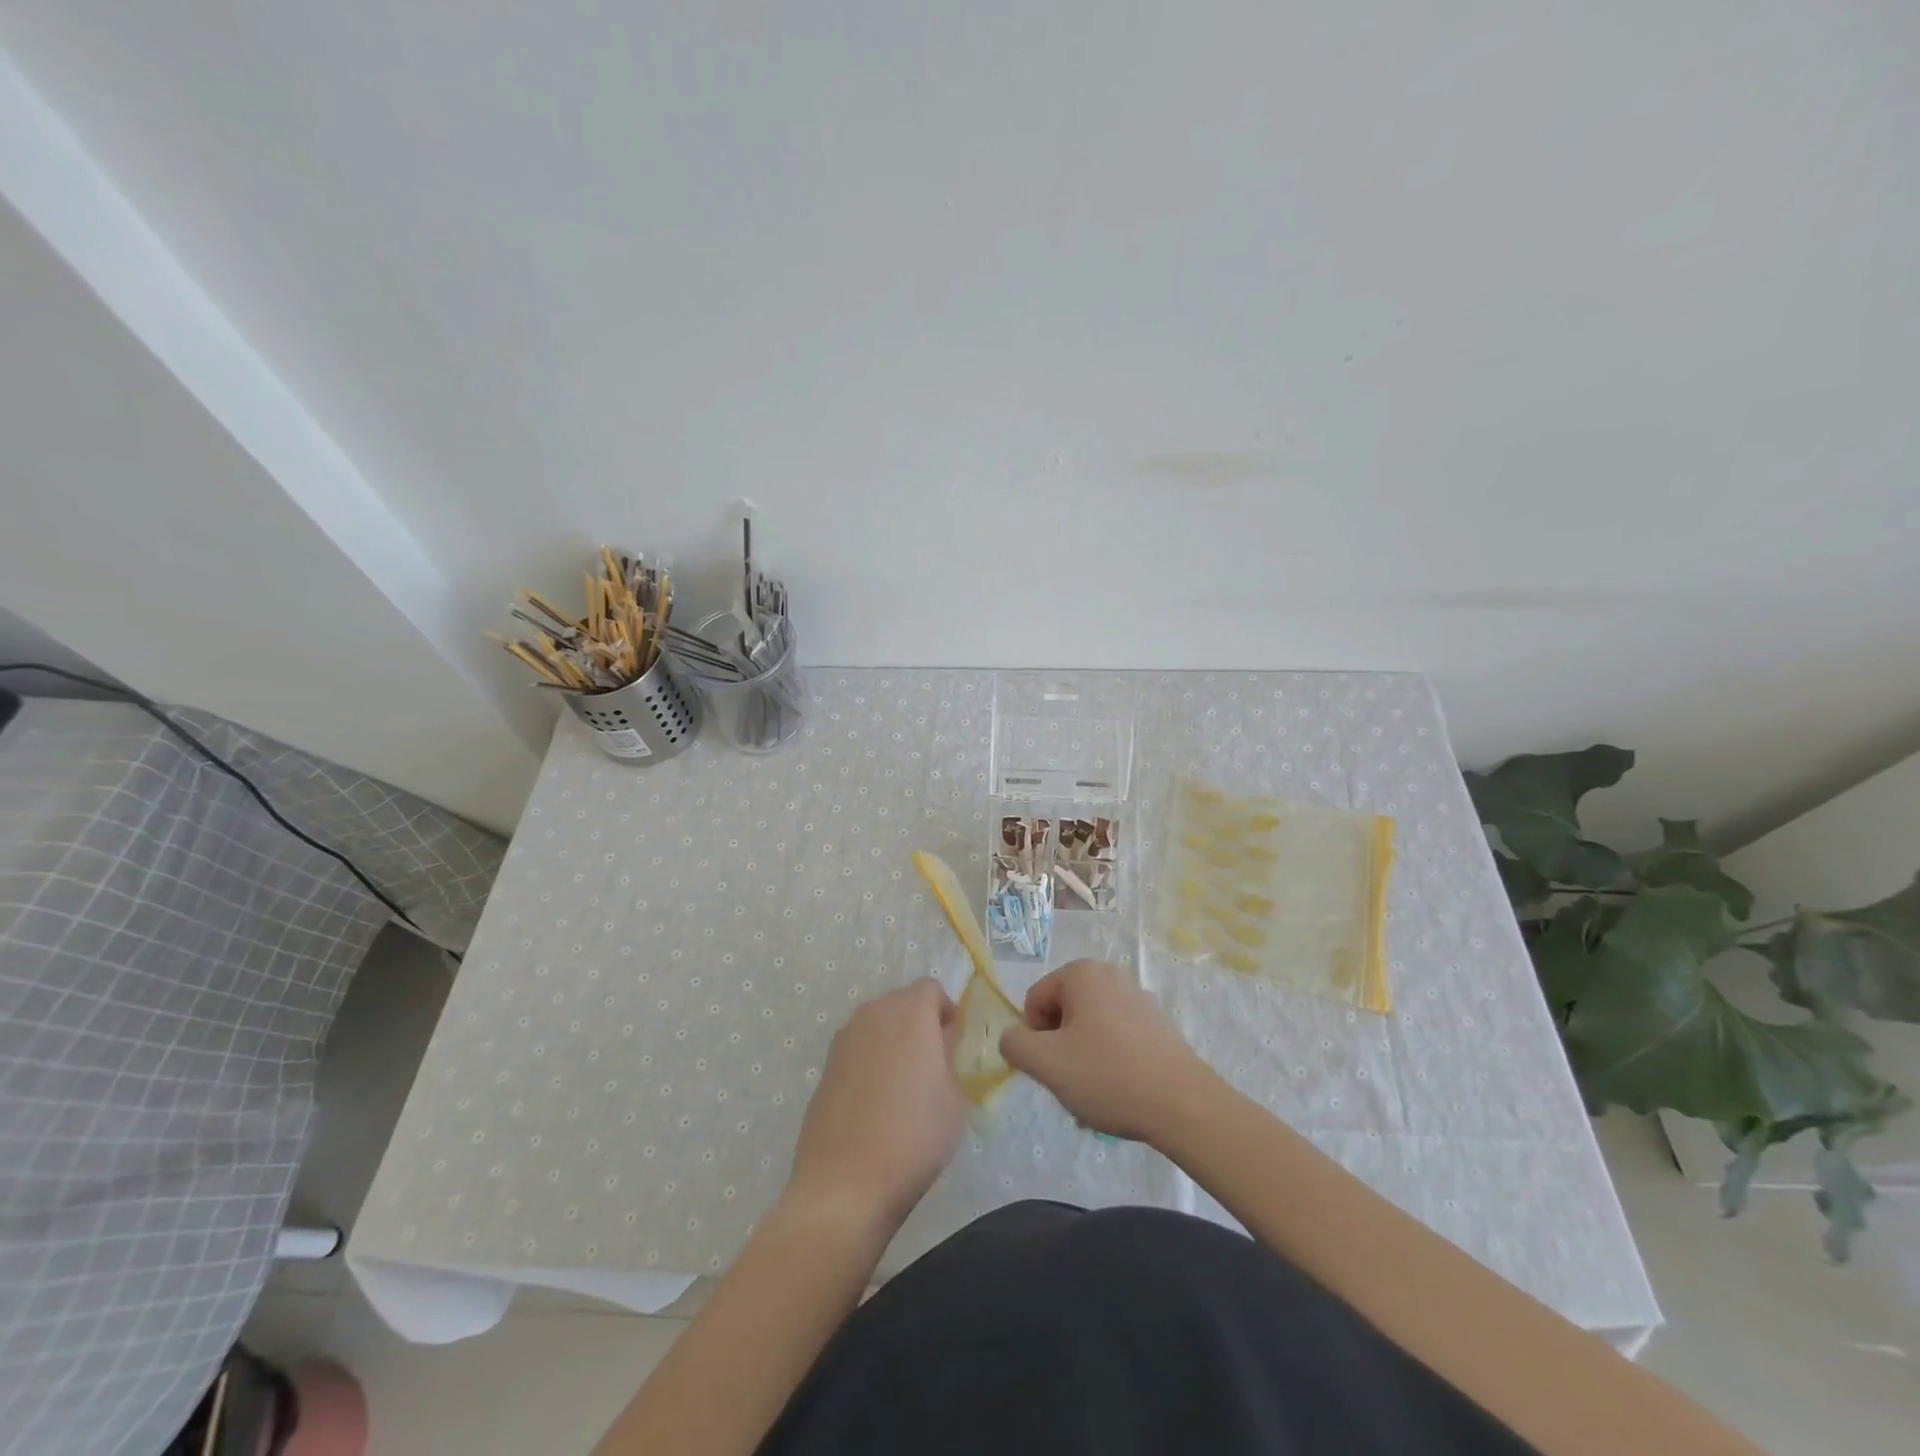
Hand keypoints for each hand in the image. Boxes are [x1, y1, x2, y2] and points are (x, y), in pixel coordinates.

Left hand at [784, 978, 965, 1234]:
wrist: (845, 1184)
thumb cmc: (914, 1136)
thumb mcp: (954, 1097)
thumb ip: (948, 1056)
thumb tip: (939, 1040)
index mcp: (909, 1013)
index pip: (930, 989)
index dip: (945, 1011)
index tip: (952, 1045)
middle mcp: (872, 1014)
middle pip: (901, 1002)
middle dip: (919, 1022)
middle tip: (932, 1064)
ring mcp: (843, 1040)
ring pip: (877, 1024)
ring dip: (893, 1040)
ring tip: (903, 1085)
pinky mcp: (825, 1067)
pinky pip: (857, 1049)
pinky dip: (870, 1061)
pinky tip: (875, 1102)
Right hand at [999, 959, 1213, 1141]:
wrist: (1183, 1105)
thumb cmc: (1107, 1074)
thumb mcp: (1045, 1062)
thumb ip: (1014, 1043)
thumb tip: (1014, 1038)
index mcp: (1082, 973)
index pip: (1035, 1000)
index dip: (1032, 1036)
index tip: (1047, 1067)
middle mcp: (1112, 976)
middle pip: (1063, 1014)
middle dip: (1058, 1050)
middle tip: (1068, 1084)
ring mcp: (1139, 1000)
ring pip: (1089, 1032)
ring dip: (1081, 1063)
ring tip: (1092, 1099)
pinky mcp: (1159, 1027)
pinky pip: (1117, 1042)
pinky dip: (1108, 1065)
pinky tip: (1116, 1099)